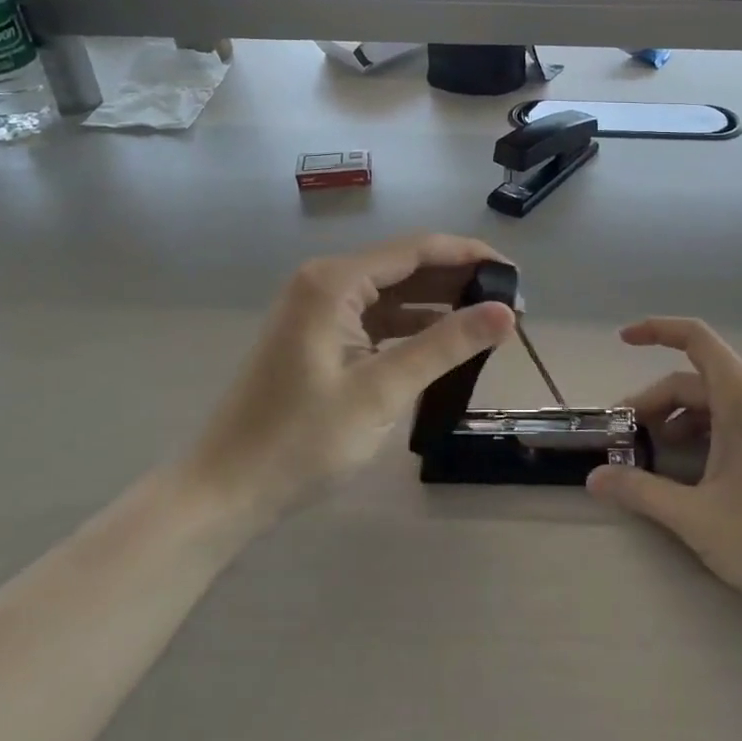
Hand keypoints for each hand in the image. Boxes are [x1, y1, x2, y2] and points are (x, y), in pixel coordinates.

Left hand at [199, 234, 515, 511]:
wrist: (224, 491)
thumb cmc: (301, 441)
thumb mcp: (382, 391)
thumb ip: (446, 345)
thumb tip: (507, 313)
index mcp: (334, 282)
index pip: (418, 249)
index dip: (471, 256)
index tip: (517, 276)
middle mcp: (325, 282)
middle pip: (406, 266)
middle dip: (459, 282)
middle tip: (512, 307)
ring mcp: (318, 309)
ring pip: (393, 293)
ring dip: (439, 305)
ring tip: (489, 323)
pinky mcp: (318, 336)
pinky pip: (376, 318)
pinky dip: (412, 326)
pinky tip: (445, 341)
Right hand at [588, 318, 741, 625]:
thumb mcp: (698, 518)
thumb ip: (641, 492)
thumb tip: (594, 479)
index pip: (695, 338)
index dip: (655, 331)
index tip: (621, 341)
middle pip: (698, 379)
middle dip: (655, 402)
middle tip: (624, 438)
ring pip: (718, 401)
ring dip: (679, 419)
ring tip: (652, 457)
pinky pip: (738, 418)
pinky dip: (706, 431)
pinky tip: (692, 471)